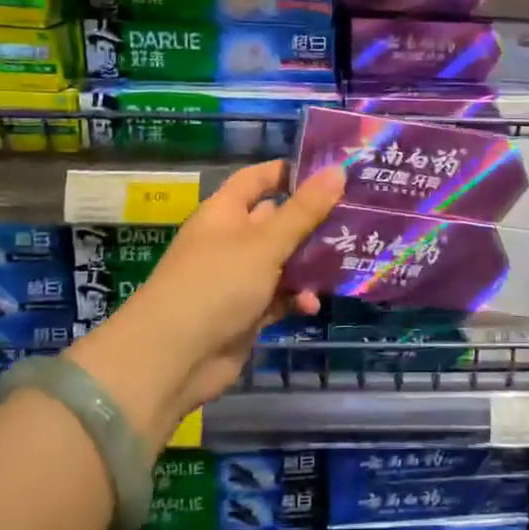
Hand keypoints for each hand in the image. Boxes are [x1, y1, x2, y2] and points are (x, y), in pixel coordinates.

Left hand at [65, 160, 344, 447]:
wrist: (172, 359)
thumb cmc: (216, 285)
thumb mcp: (264, 244)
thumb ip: (303, 211)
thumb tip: (338, 170)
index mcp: (225, 212)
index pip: (258, 179)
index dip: (289, 172)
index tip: (331, 173)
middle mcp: (231, 240)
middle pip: (278, 220)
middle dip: (312, 221)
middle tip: (356, 217)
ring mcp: (238, 277)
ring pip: (283, 261)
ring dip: (310, 264)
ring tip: (347, 262)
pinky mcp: (246, 312)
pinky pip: (279, 296)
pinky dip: (296, 298)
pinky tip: (312, 305)